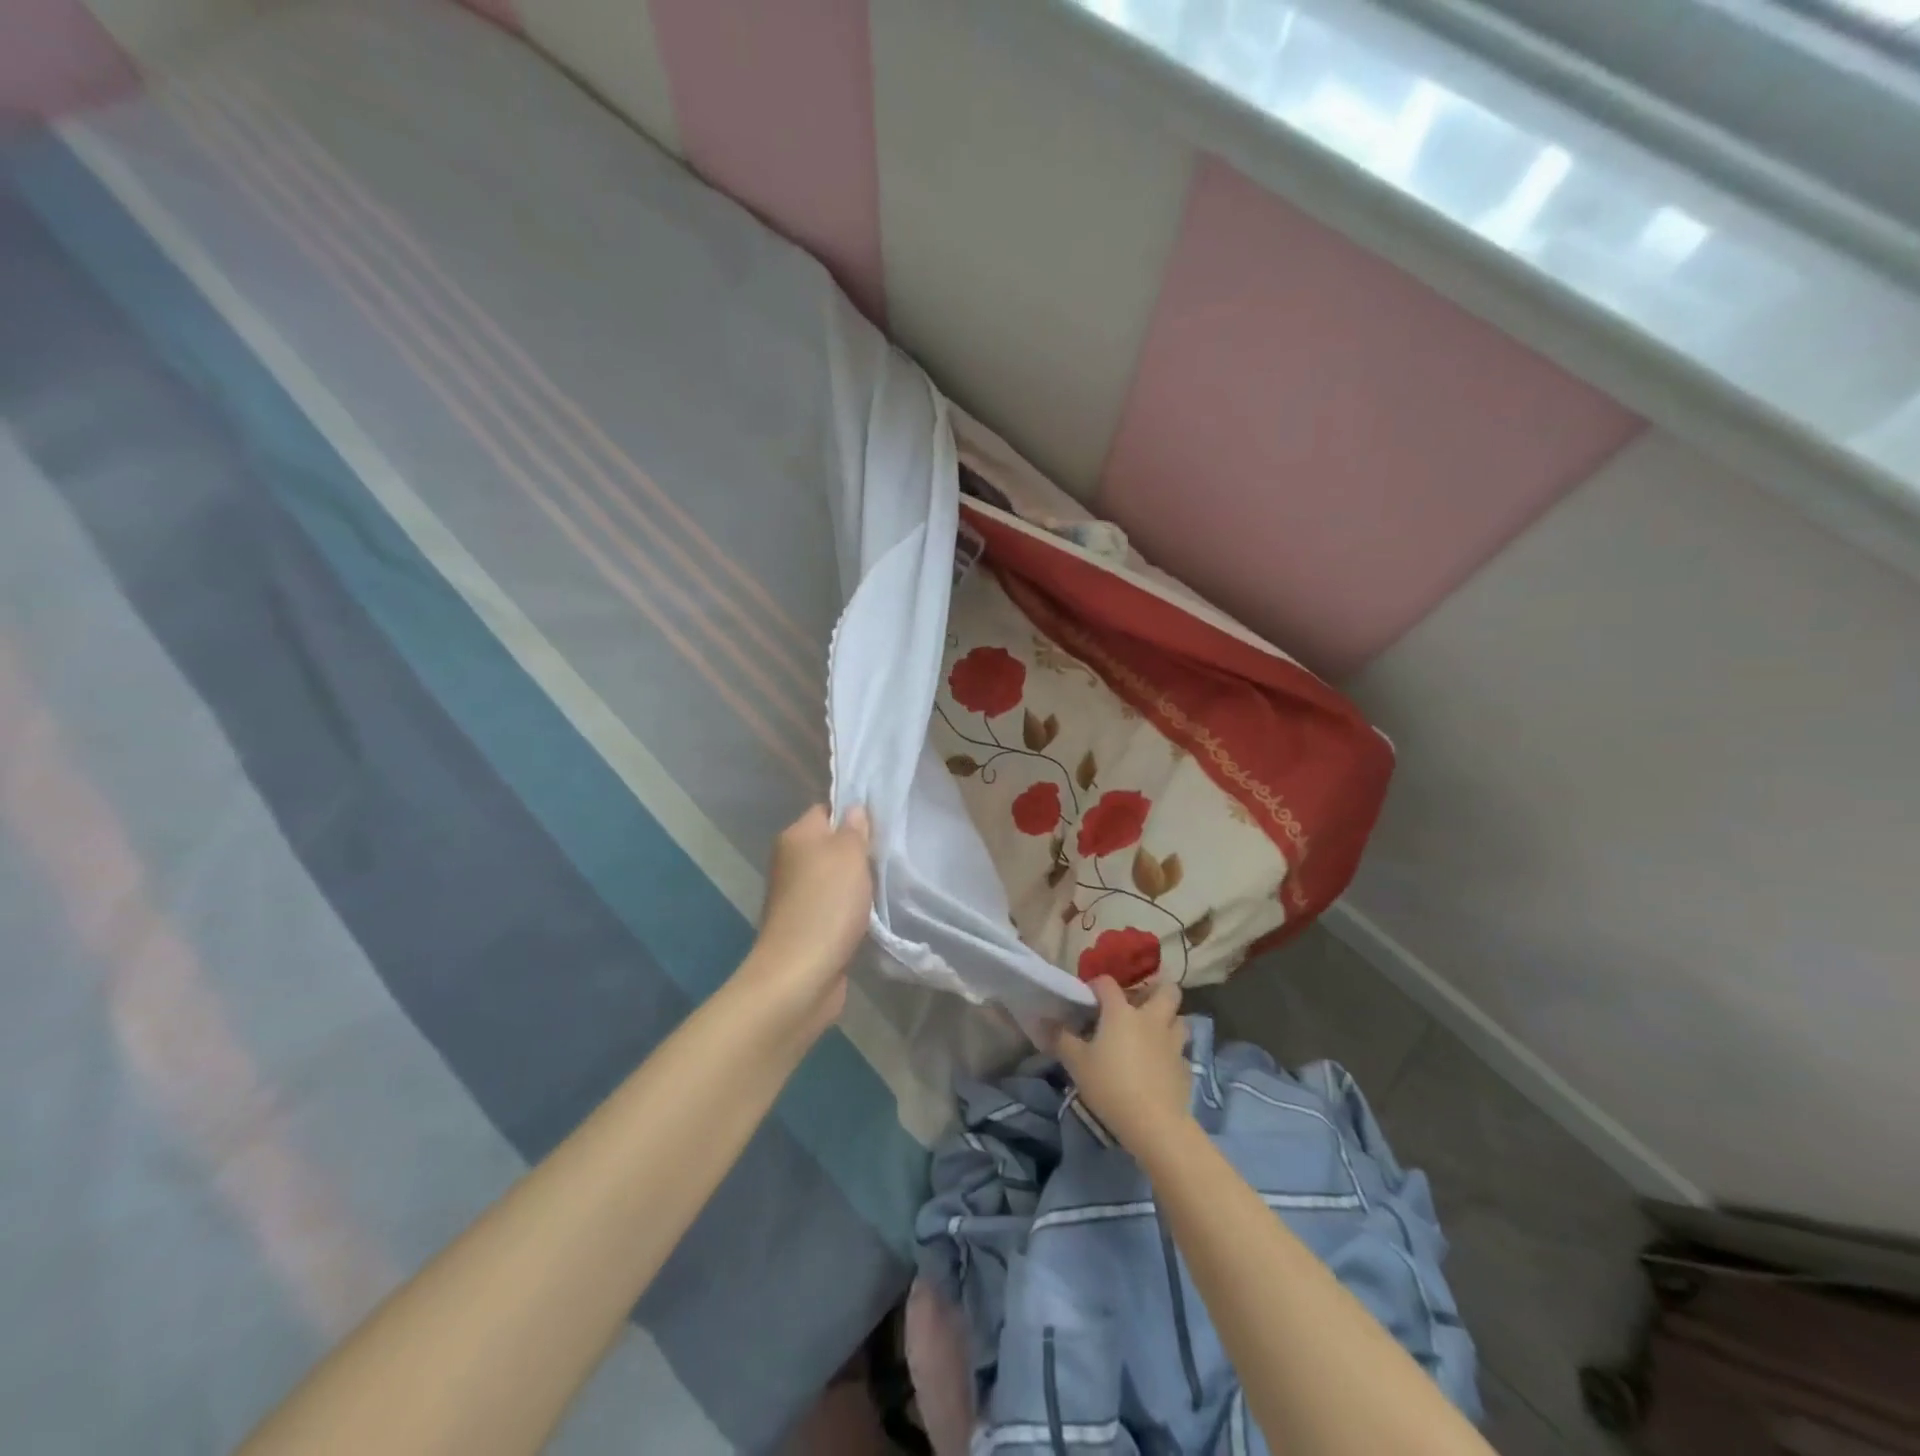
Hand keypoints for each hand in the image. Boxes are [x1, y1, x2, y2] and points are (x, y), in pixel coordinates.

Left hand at [735, 805, 873, 1034]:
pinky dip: (852, 909)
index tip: (883, 822)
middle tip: (890, 853)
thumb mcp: (849, 854)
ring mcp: (797, 896)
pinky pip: (835, 906)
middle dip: (859, 850)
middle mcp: (791, 861)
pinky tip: (873, 914)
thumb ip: (854, 829)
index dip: (853, 813)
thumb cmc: (827, 904)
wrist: (801, 974)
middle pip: (831, 844)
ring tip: (887, 883)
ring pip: (834, 877)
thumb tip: (853, 810)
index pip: (827, 810)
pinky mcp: (807, 926)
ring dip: (857, 883)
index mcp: (795, 837)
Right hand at [1054, 977, 1192, 1153]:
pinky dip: (1172, 1052)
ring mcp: (1173, 1043)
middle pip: (1167, 991)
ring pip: (1180, 1019)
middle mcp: (1151, 1019)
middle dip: (1156, 991)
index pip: (1108, 983)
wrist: (1154, 1124)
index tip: (1088, 999)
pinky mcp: (1185, 1067)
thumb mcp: (1076, 1063)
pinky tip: (1160, 1065)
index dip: (1096, 986)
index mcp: (1122, 1012)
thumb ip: (1061, 1039)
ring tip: (1152, 1032)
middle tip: (1139, 1004)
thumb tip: (1044, 1022)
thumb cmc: (1110, 1086)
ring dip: (1168, 1020)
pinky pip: (1181, 1051)